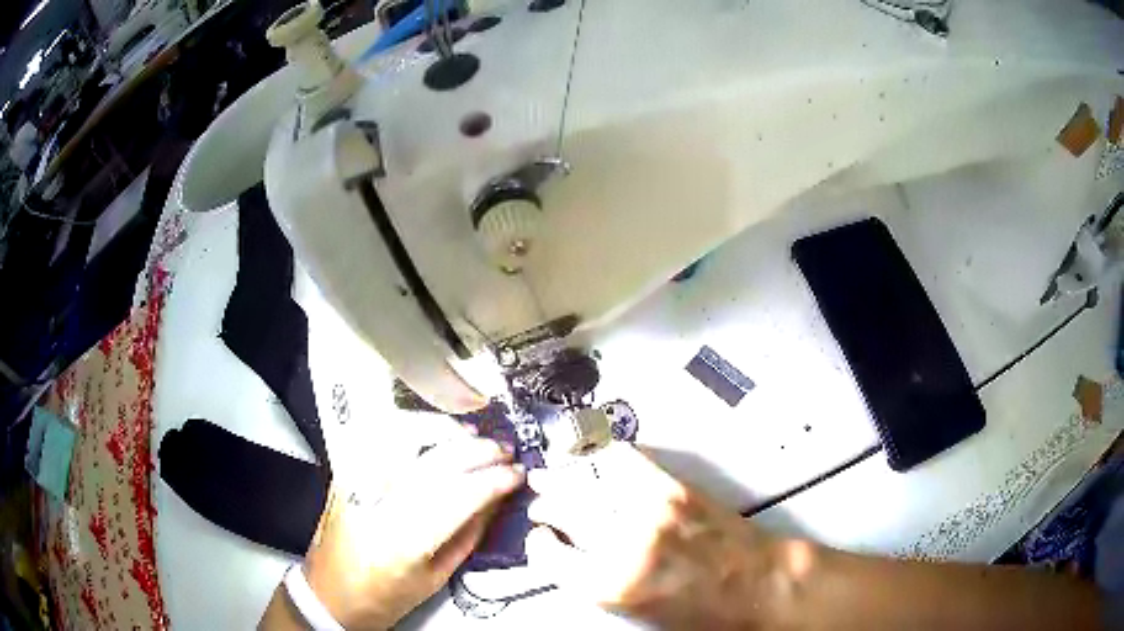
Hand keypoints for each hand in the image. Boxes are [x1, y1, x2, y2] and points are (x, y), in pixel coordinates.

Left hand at [304, 435, 524, 628]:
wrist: (329, 593)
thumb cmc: (383, 597)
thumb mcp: (435, 578)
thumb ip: (467, 535)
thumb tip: (495, 498)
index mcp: (402, 542)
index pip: (458, 496)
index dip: (494, 480)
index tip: (517, 473)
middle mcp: (375, 505)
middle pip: (434, 461)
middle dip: (478, 450)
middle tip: (503, 450)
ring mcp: (353, 482)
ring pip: (402, 435)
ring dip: (444, 429)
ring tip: (471, 435)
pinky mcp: (343, 472)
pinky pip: (377, 434)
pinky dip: (409, 425)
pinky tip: (431, 431)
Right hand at [526, 442, 780, 628]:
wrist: (756, 585)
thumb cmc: (699, 613)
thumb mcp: (634, 614)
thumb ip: (594, 583)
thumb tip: (567, 556)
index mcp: (609, 585)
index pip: (548, 556)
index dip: (539, 546)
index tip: (542, 540)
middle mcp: (623, 543)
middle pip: (564, 509)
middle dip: (546, 505)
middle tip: (543, 505)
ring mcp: (650, 508)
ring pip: (587, 479)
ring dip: (563, 474)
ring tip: (552, 474)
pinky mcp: (674, 487)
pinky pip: (625, 459)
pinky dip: (601, 454)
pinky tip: (591, 455)